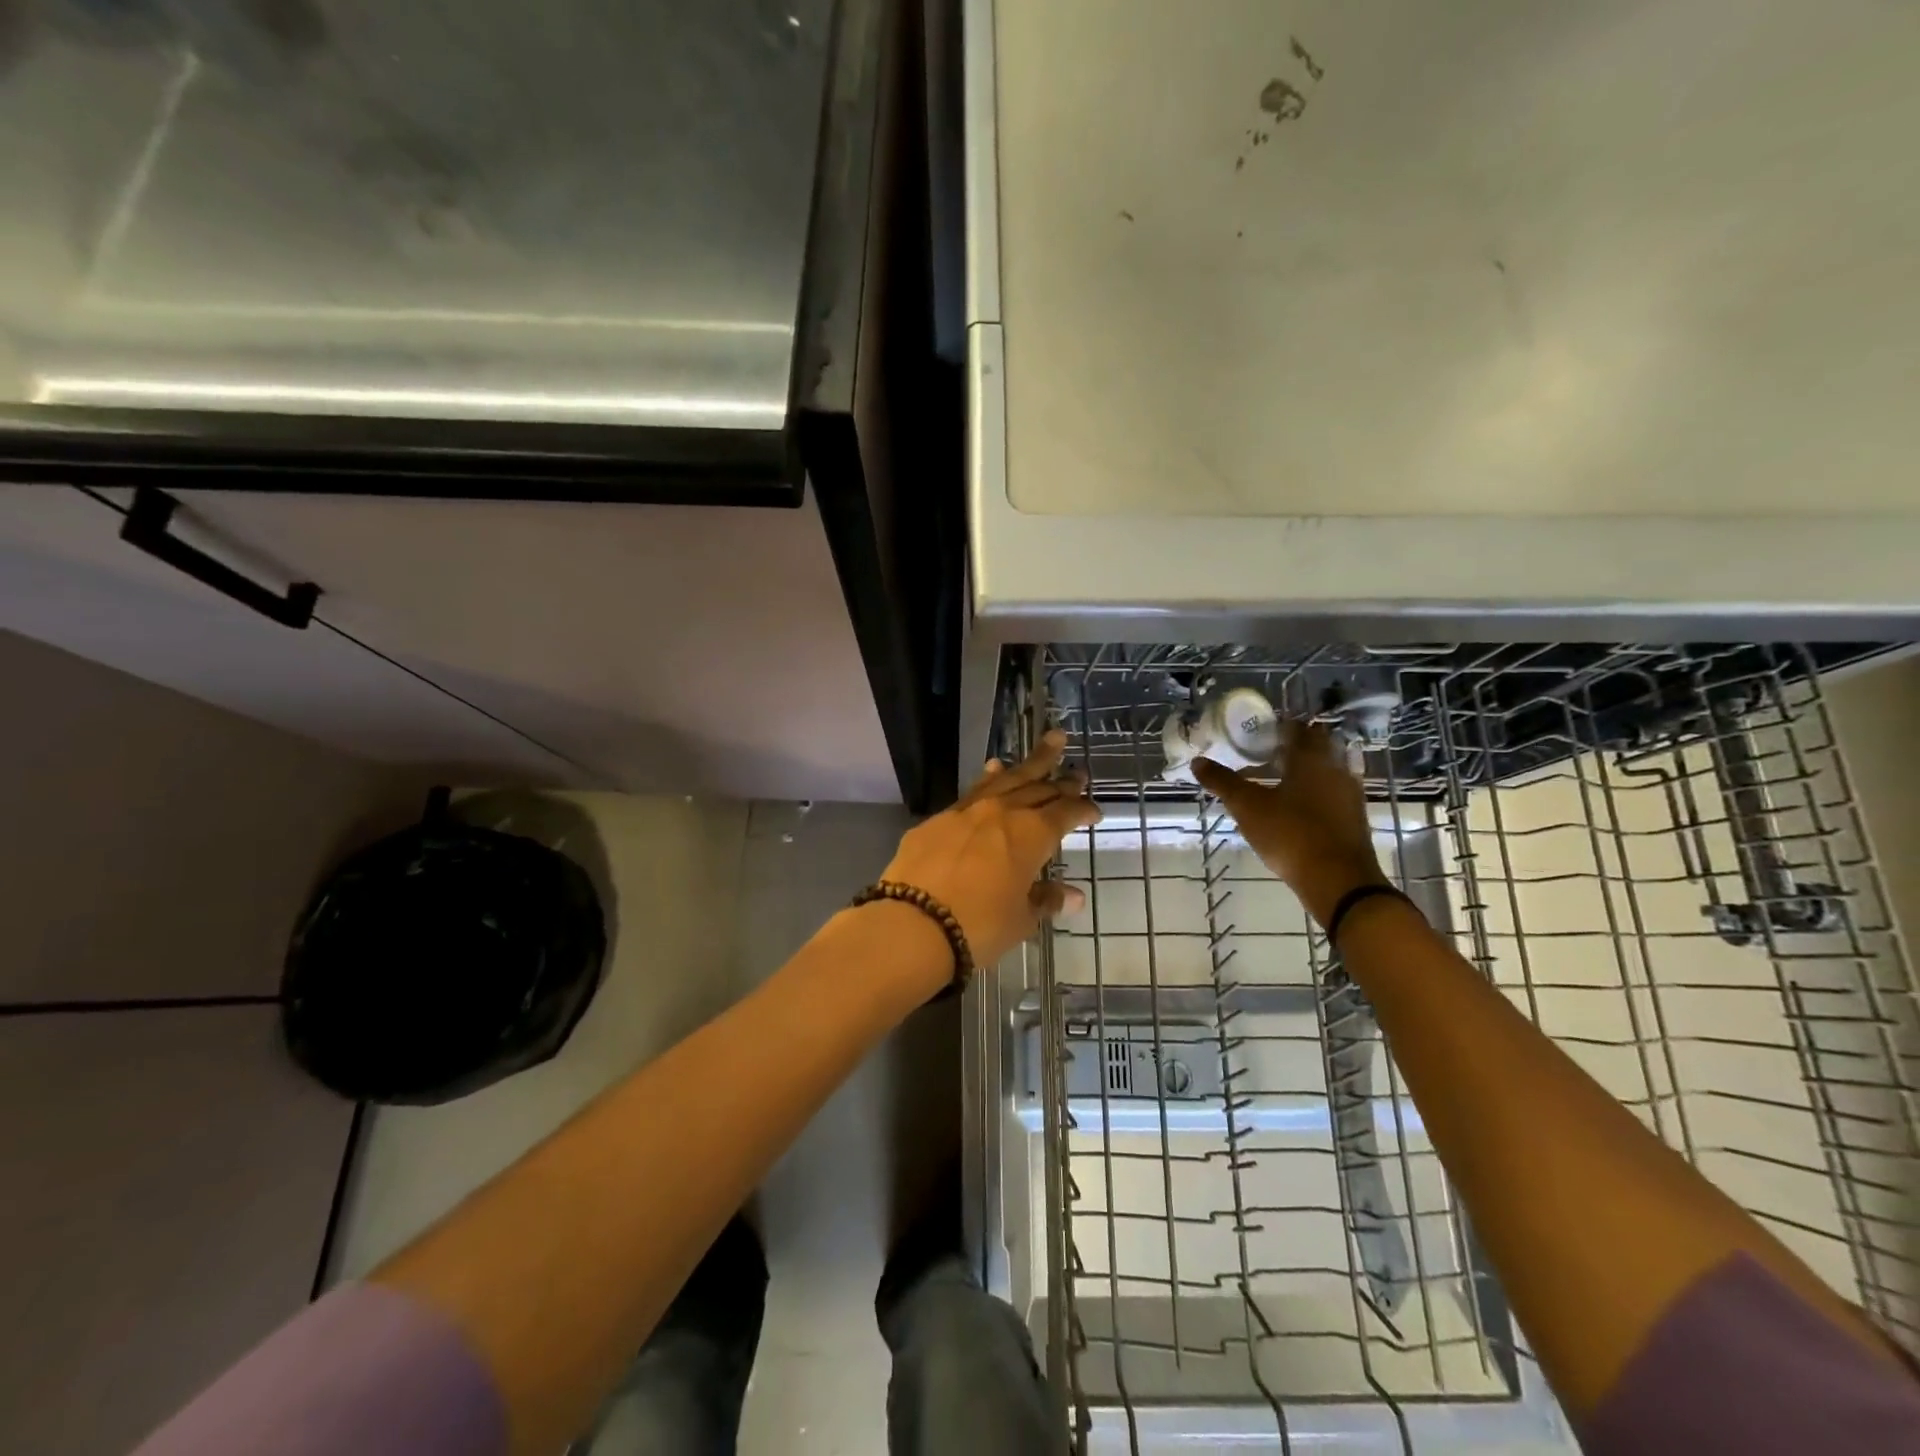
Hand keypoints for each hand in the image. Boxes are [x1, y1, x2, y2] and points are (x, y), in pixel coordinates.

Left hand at [879, 730, 1101, 967]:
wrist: (913, 923)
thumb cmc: (979, 926)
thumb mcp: (1020, 919)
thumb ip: (1046, 900)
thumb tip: (1073, 896)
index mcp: (1032, 834)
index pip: (1066, 813)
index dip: (1083, 809)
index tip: (1094, 811)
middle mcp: (1003, 812)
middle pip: (1039, 788)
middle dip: (1062, 781)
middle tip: (1079, 772)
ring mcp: (968, 811)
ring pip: (1007, 779)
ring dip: (1030, 762)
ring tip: (1050, 742)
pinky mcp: (938, 819)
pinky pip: (973, 791)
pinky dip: (989, 778)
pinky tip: (993, 770)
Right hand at [1191, 720, 1388, 926]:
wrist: (1339, 880)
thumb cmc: (1291, 834)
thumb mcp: (1248, 807)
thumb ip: (1223, 782)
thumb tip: (1198, 762)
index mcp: (1310, 758)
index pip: (1296, 729)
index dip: (1276, 727)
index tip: (1256, 734)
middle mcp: (1335, 768)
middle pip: (1315, 747)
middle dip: (1291, 747)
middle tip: (1263, 755)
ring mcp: (1349, 793)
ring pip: (1326, 770)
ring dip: (1304, 770)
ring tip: (1277, 781)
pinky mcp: (1354, 817)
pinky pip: (1332, 792)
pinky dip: (1315, 792)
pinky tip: (1296, 808)